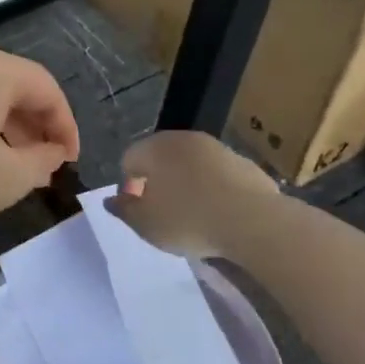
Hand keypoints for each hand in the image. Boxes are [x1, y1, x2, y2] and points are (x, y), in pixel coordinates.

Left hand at [0, 47, 78, 224]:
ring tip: (5, 167)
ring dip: (3, 129)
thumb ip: (39, 166)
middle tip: (40, 167)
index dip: (66, 126)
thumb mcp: (2, 180)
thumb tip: (51, 152)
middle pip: (15, 88)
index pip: (48, 89)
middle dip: (34, 128)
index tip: (68, 162)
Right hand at [104, 130, 278, 259]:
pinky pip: (218, 175)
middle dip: (158, 183)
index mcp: (154, 148)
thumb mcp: (145, 224)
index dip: (129, 187)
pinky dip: (214, 189)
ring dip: (187, 185)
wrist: (252, 221)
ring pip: (191, 165)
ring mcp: (216, 148)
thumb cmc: (188, 221)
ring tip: (194, 216)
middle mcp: (183, 139)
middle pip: (161, 158)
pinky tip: (220, 214)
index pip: (129, 160)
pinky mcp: (244, 162)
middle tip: (164, 214)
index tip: (140, 212)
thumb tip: (111, 200)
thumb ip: (124, 210)